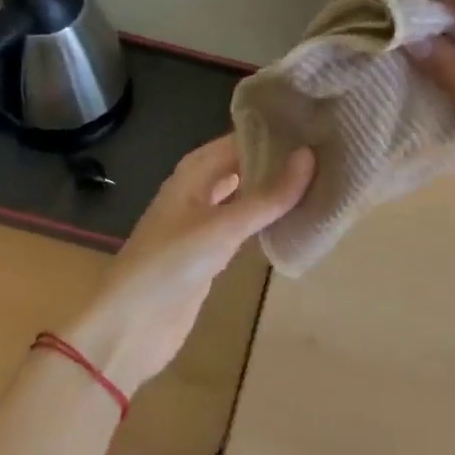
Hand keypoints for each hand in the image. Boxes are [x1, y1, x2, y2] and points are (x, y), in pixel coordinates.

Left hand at [65, 135, 313, 393]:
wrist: (130, 327)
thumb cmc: (169, 264)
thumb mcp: (222, 227)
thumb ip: (268, 196)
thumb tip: (311, 156)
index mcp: (194, 172)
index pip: (240, 139)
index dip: (274, 133)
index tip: (315, 126)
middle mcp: (198, 190)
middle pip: (242, 166)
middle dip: (277, 161)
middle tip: (325, 154)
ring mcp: (204, 223)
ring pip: (245, 196)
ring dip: (273, 191)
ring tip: (319, 180)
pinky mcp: (210, 255)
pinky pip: (244, 227)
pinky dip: (266, 220)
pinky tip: (294, 220)